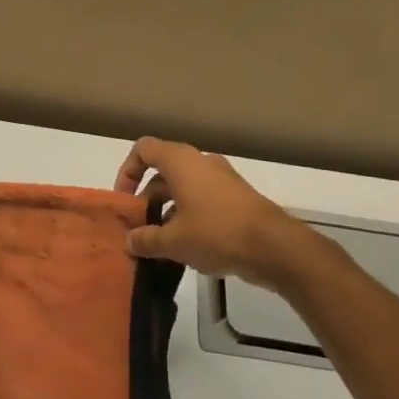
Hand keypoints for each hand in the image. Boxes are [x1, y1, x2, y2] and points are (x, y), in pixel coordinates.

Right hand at [114, 138, 320, 293]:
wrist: (274, 246)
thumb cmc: (216, 232)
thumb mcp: (173, 241)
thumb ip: (145, 239)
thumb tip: (129, 241)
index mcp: (180, 162)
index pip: (143, 150)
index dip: (127, 171)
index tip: (124, 200)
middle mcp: (200, 162)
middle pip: (163, 172)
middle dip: (147, 199)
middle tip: (139, 228)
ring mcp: (221, 179)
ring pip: (183, 189)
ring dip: (167, 211)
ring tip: (160, 245)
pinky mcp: (236, 198)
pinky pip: (202, 200)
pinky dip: (189, 217)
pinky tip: (187, 249)